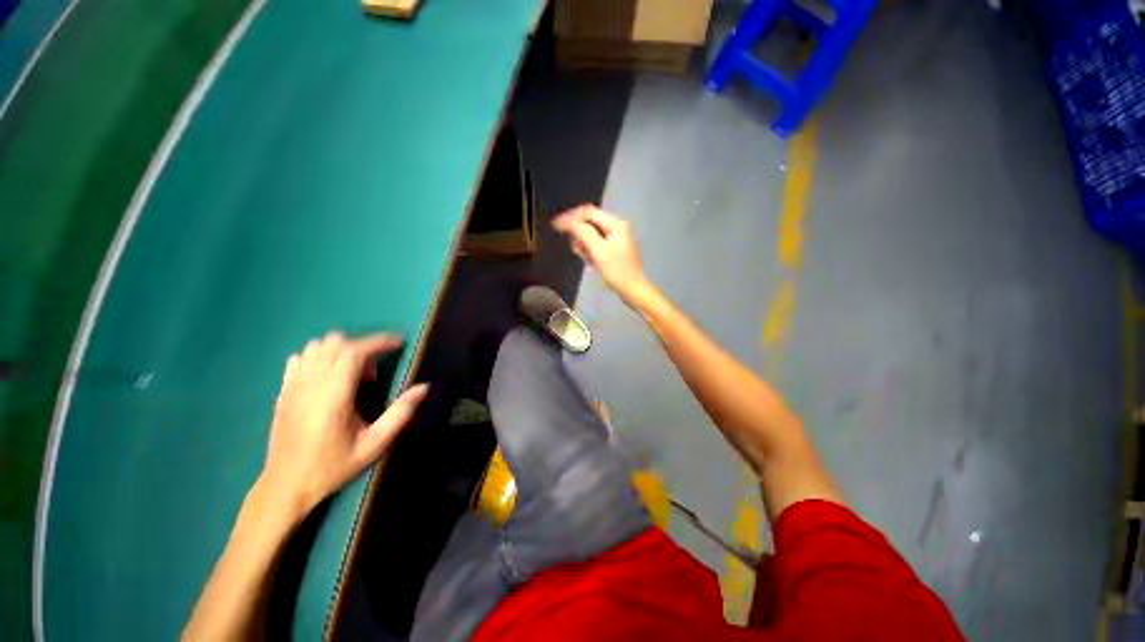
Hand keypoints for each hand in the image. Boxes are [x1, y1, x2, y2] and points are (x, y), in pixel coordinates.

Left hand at [259, 332, 427, 518]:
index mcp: (333, 397)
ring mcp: (292, 386)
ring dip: (341, 351)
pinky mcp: (283, 390)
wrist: (285, 486)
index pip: (354, 352)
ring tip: (351, 375)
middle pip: (336, 343)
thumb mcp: (374, 445)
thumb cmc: (333, 466)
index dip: (379, 341)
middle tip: (373, 373)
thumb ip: (400, 413)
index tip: (398, 342)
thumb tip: (424, 387)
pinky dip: (319, 357)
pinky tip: (328, 377)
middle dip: (362, 348)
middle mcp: (310, 385)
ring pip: (317, 346)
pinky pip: (300, 358)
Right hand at [553, 205, 649, 304]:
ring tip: (582, 255)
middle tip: (572, 245)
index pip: (589, 212)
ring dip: (583, 243)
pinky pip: (598, 244)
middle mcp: (617, 227)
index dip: (571, 217)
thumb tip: (568, 222)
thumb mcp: (598, 250)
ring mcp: (617, 238)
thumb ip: (583, 233)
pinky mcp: (615, 250)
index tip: (556, 225)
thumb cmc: (616, 270)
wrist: (633, 289)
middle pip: (590, 222)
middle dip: (578, 232)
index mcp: (616, 224)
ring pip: (593, 234)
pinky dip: (590, 249)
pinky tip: (589, 260)